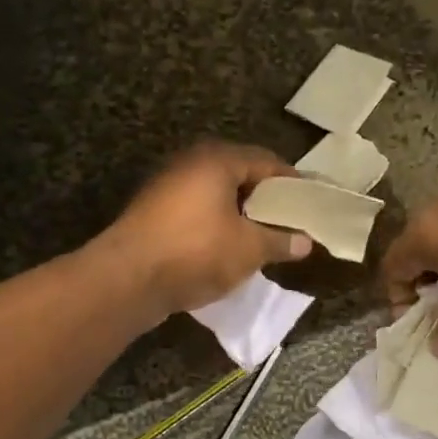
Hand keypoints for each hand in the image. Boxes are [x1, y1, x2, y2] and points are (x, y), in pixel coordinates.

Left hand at [100, 143, 312, 317]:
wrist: (128, 279)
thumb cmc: (196, 252)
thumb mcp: (249, 249)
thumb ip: (280, 241)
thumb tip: (305, 242)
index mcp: (216, 159)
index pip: (266, 161)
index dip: (291, 182)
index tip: (309, 203)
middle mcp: (189, 163)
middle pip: (238, 174)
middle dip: (264, 199)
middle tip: (287, 221)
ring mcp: (166, 187)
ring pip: (214, 195)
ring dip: (238, 214)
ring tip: (261, 238)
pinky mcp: (151, 213)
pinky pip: (195, 212)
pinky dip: (214, 225)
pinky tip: (226, 248)